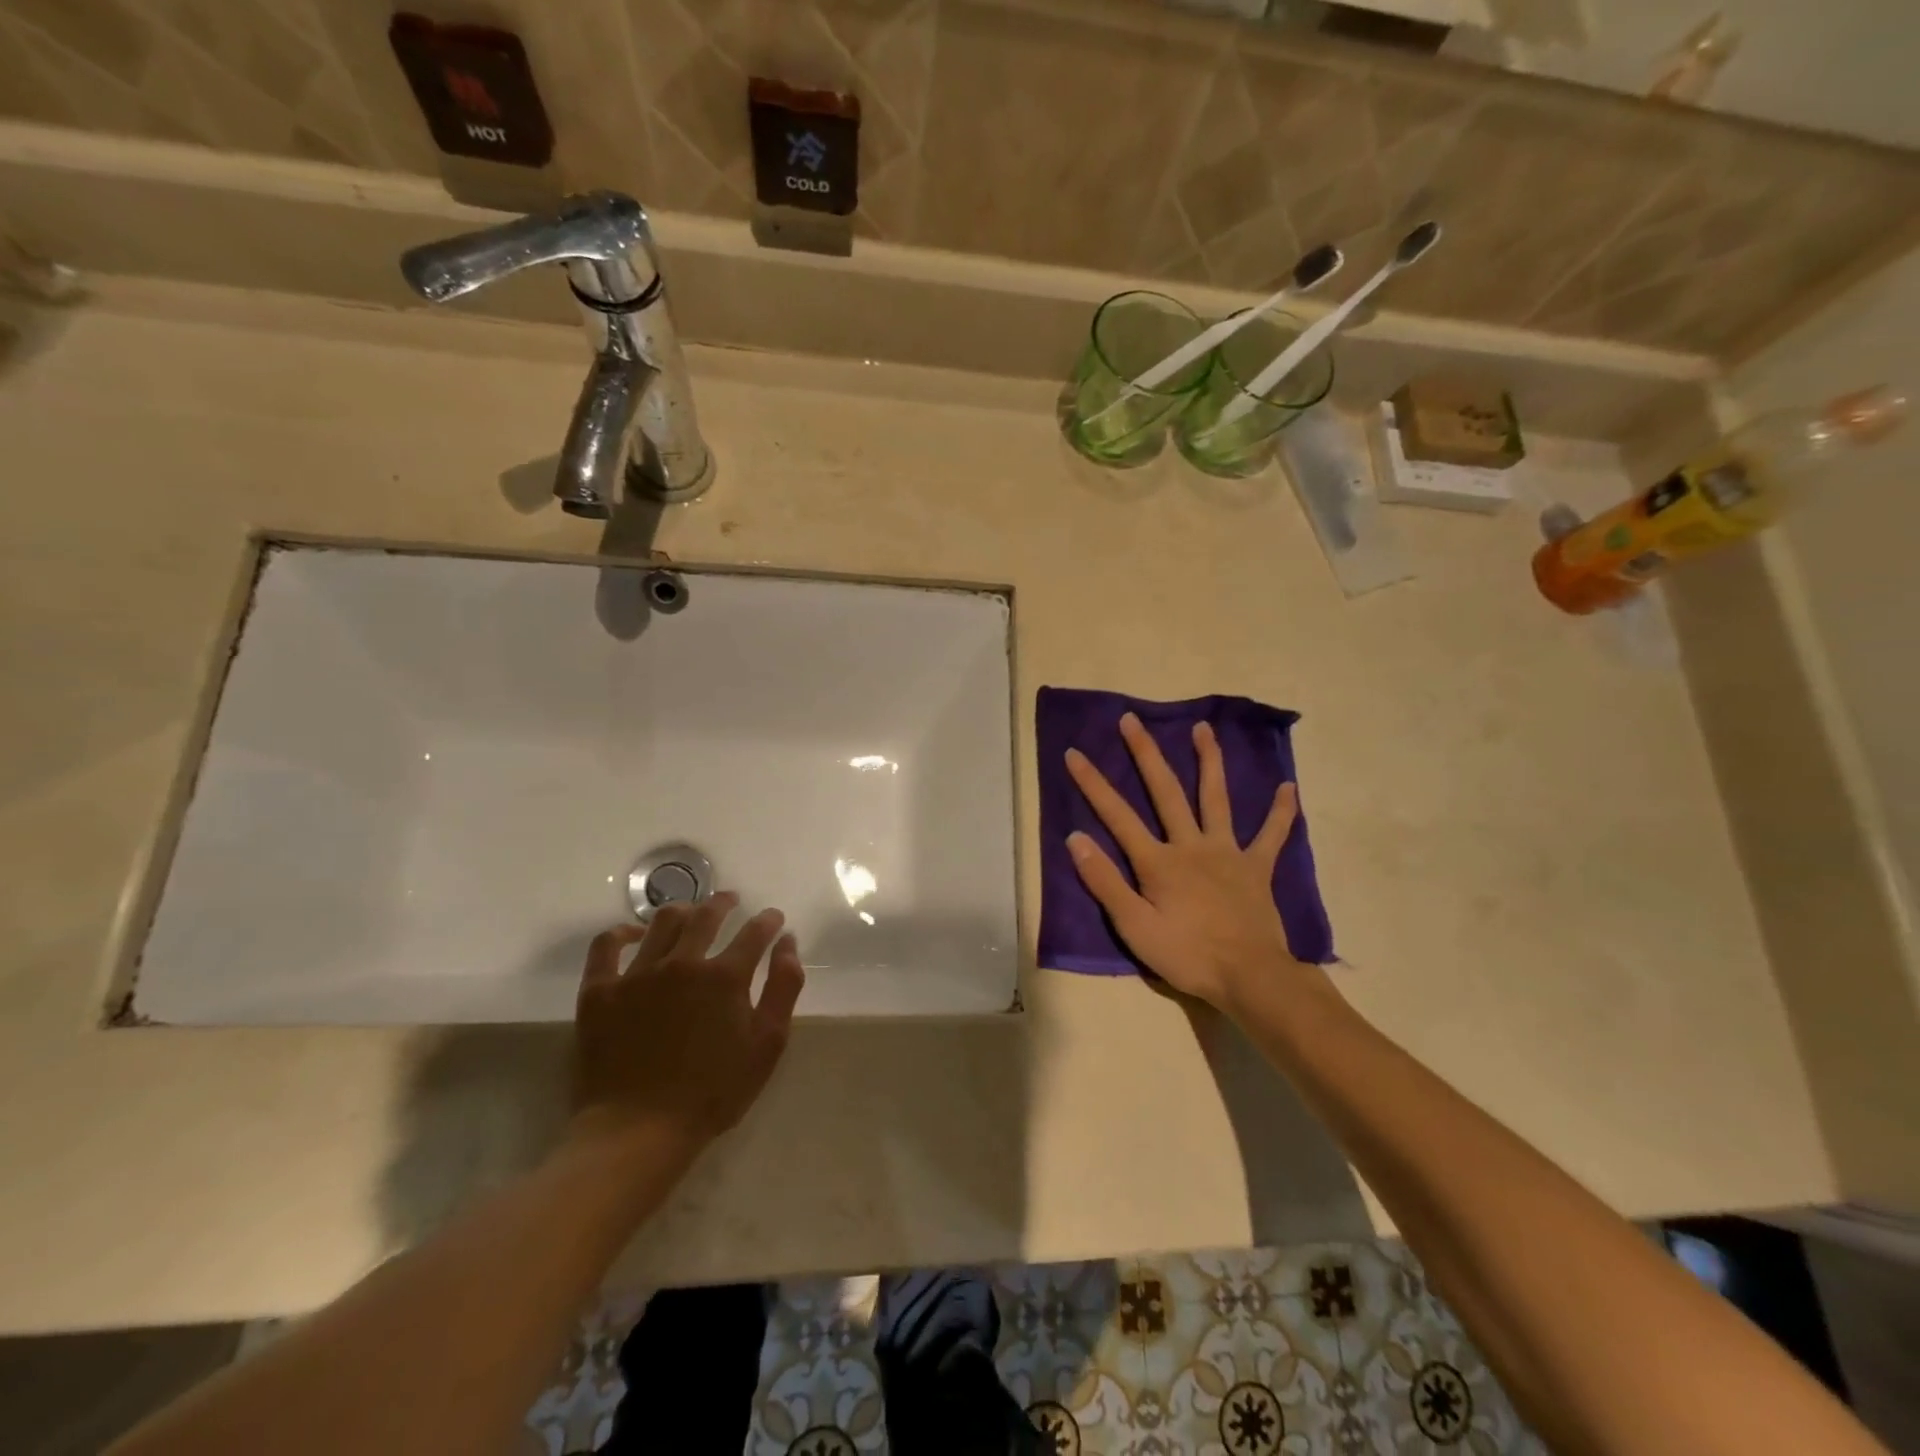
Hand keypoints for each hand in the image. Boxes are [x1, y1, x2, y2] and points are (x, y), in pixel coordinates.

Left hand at [570, 893, 804, 1158]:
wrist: (638, 1132)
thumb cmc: (712, 1093)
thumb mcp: (766, 1045)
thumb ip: (783, 987)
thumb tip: (787, 942)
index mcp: (725, 976)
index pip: (754, 932)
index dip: (767, 921)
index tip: (772, 918)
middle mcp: (682, 963)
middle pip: (707, 916)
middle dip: (724, 903)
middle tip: (731, 901)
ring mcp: (637, 974)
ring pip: (662, 922)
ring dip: (682, 910)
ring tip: (689, 912)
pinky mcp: (600, 991)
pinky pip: (606, 946)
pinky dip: (621, 932)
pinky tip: (633, 934)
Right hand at [1065, 713, 1301, 1013]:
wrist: (1250, 977)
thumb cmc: (1187, 955)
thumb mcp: (1134, 927)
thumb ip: (1105, 882)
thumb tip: (1076, 838)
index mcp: (1158, 861)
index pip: (1117, 815)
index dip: (1093, 783)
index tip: (1074, 753)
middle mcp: (1191, 845)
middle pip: (1165, 791)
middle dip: (1145, 753)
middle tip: (1132, 720)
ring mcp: (1227, 853)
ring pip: (1216, 798)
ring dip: (1209, 761)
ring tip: (1204, 729)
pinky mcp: (1256, 868)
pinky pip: (1272, 835)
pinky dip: (1281, 812)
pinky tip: (1289, 788)